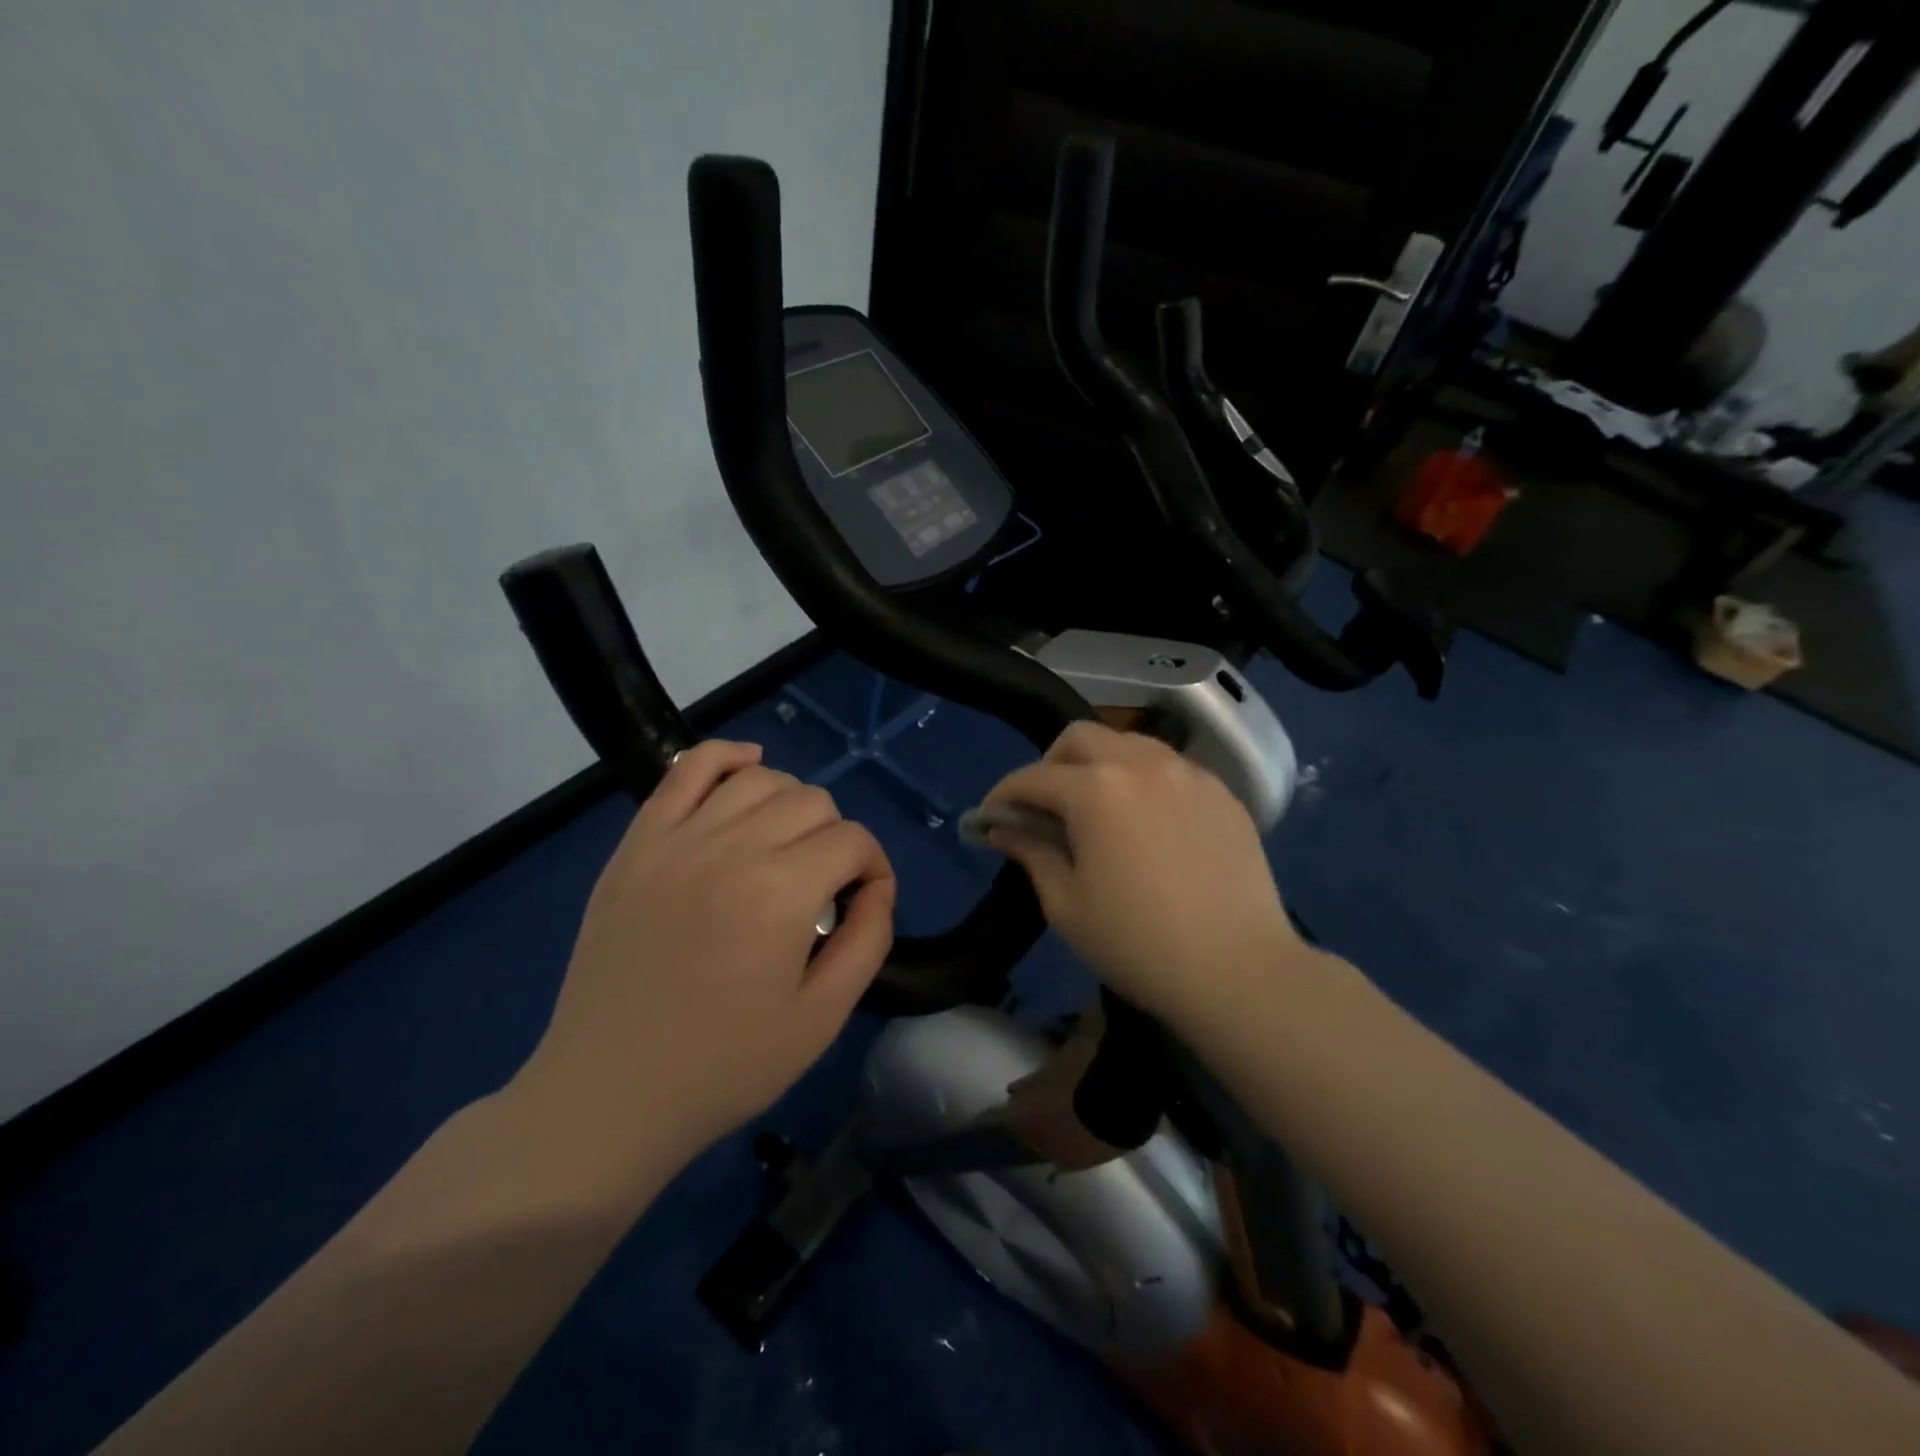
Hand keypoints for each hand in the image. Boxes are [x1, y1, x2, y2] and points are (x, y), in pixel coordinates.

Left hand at [516, 741, 895, 1179]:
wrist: (609, 1093)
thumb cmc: (724, 1066)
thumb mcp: (822, 1018)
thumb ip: (868, 940)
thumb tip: (878, 888)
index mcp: (780, 892)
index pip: (853, 841)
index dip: (873, 867)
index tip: (865, 902)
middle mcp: (731, 847)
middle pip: (812, 802)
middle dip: (836, 837)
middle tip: (825, 886)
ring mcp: (677, 839)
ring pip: (760, 779)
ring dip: (792, 803)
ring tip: (788, 846)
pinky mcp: (638, 843)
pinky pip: (688, 770)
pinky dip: (727, 756)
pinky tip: (750, 767)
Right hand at [981, 722, 1303, 1028]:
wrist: (1238, 970)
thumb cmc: (1137, 943)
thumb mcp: (1066, 905)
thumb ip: (1031, 853)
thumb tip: (1003, 829)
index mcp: (1096, 789)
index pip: (1033, 777)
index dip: (1003, 795)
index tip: (989, 817)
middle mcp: (1141, 763)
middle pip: (1080, 738)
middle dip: (1050, 764)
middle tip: (1044, 807)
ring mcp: (1188, 773)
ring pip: (1129, 744)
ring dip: (1099, 765)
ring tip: (1096, 809)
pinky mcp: (1221, 793)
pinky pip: (1169, 769)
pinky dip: (1143, 781)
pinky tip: (1146, 822)